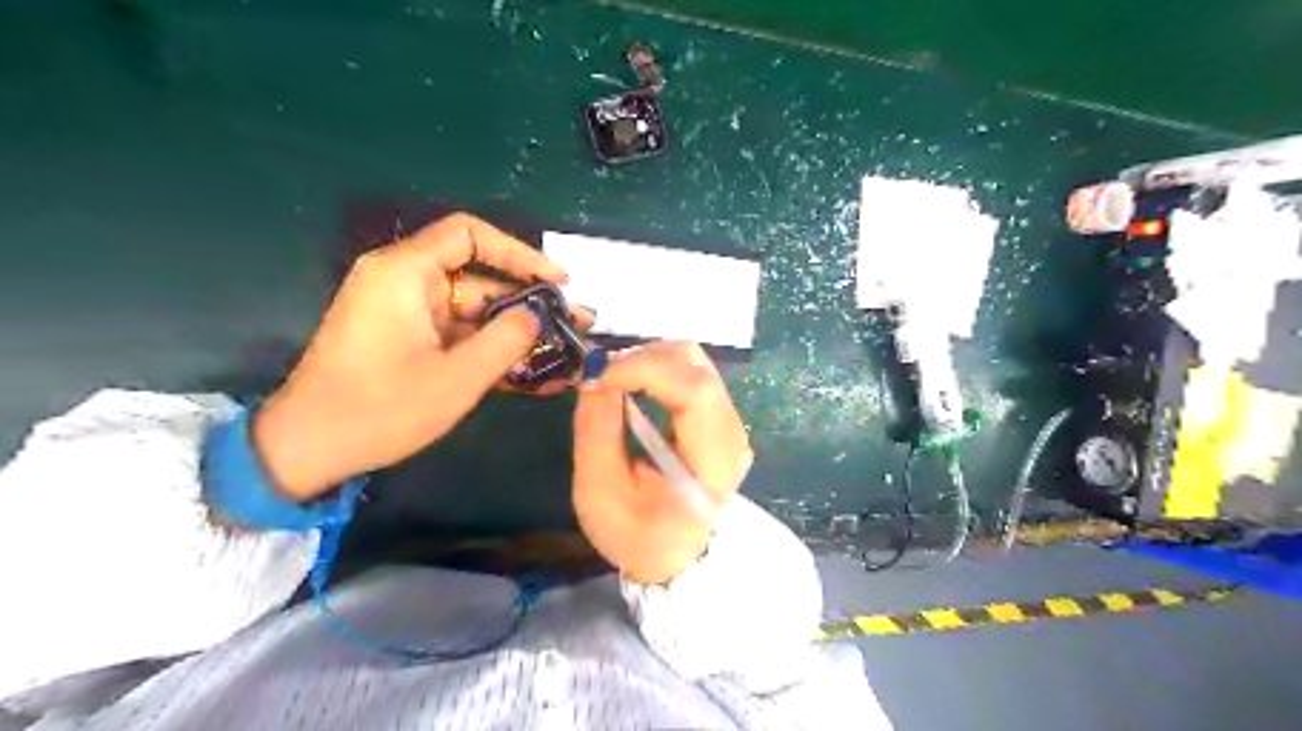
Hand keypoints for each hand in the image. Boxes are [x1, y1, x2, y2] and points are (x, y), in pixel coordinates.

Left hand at [257, 210, 569, 501]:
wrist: (308, 448)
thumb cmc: (380, 409)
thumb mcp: (457, 378)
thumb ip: (506, 340)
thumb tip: (537, 315)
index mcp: (405, 273)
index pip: (470, 234)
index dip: (519, 253)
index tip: (556, 281)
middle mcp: (403, 281)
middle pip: (477, 276)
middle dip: (527, 302)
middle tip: (573, 324)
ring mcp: (404, 311)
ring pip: (471, 309)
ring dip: (512, 331)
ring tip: (561, 352)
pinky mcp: (405, 337)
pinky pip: (456, 332)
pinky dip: (487, 347)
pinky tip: (527, 371)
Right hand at [572, 339, 752, 585]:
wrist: (677, 556)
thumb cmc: (637, 534)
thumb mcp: (600, 493)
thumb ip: (597, 431)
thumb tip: (594, 375)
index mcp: (712, 463)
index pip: (693, 391)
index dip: (645, 369)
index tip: (600, 375)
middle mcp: (731, 433)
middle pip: (695, 365)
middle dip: (642, 358)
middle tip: (602, 376)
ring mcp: (730, 421)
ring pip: (695, 361)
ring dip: (650, 358)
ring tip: (615, 379)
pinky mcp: (720, 415)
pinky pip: (692, 371)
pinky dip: (658, 366)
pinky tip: (634, 383)